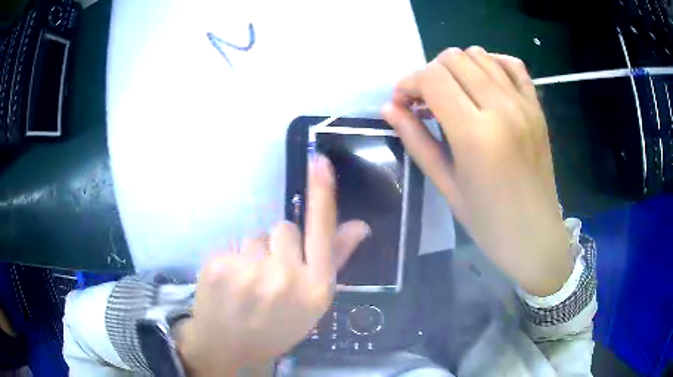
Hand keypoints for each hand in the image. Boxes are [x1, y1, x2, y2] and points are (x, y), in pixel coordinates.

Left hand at [176, 155, 368, 375]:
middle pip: (284, 228)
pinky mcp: (219, 266)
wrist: (230, 348)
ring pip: (256, 237)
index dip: (322, 194)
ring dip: (254, 255)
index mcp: (315, 288)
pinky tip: (229, 285)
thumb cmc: (276, 327)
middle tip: (270, 276)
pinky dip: (231, 261)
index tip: (319, 161)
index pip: (322, 230)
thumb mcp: (312, 302)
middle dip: (279, 246)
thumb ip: (334, 260)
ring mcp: (249, 272)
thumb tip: (359, 226)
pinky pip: (232, 245)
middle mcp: (285, 277)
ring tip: (248, 285)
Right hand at [382, 46, 571, 295]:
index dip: (408, 83)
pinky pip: (512, 64)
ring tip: (454, 95)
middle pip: (454, 58)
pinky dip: (491, 64)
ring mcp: (523, 104)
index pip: (432, 78)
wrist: (535, 234)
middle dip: (430, 73)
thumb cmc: (488, 221)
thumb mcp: (446, 185)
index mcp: (475, 134)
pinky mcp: (537, 107)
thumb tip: (388, 109)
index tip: (403, 103)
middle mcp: (501, 108)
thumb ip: (416, 141)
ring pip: (480, 54)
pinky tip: (483, 85)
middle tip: (426, 101)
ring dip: (457, 68)